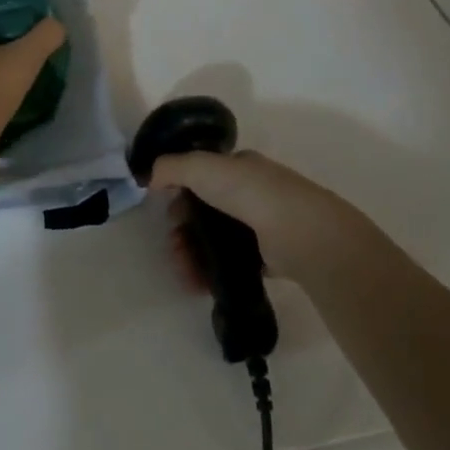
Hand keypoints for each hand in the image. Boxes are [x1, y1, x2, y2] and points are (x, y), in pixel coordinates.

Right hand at [151, 149, 365, 283]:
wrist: (299, 232)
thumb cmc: (249, 191)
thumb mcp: (201, 167)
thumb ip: (170, 168)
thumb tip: (150, 177)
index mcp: (240, 166)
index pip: (203, 175)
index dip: (180, 191)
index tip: (168, 211)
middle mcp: (253, 192)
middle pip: (207, 210)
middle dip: (183, 229)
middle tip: (173, 246)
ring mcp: (263, 224)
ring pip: (218, 239)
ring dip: (193, 253)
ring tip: (183, 271)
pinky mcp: (270, 256)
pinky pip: (233, 263)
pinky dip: (213, 272)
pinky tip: (199, 283)